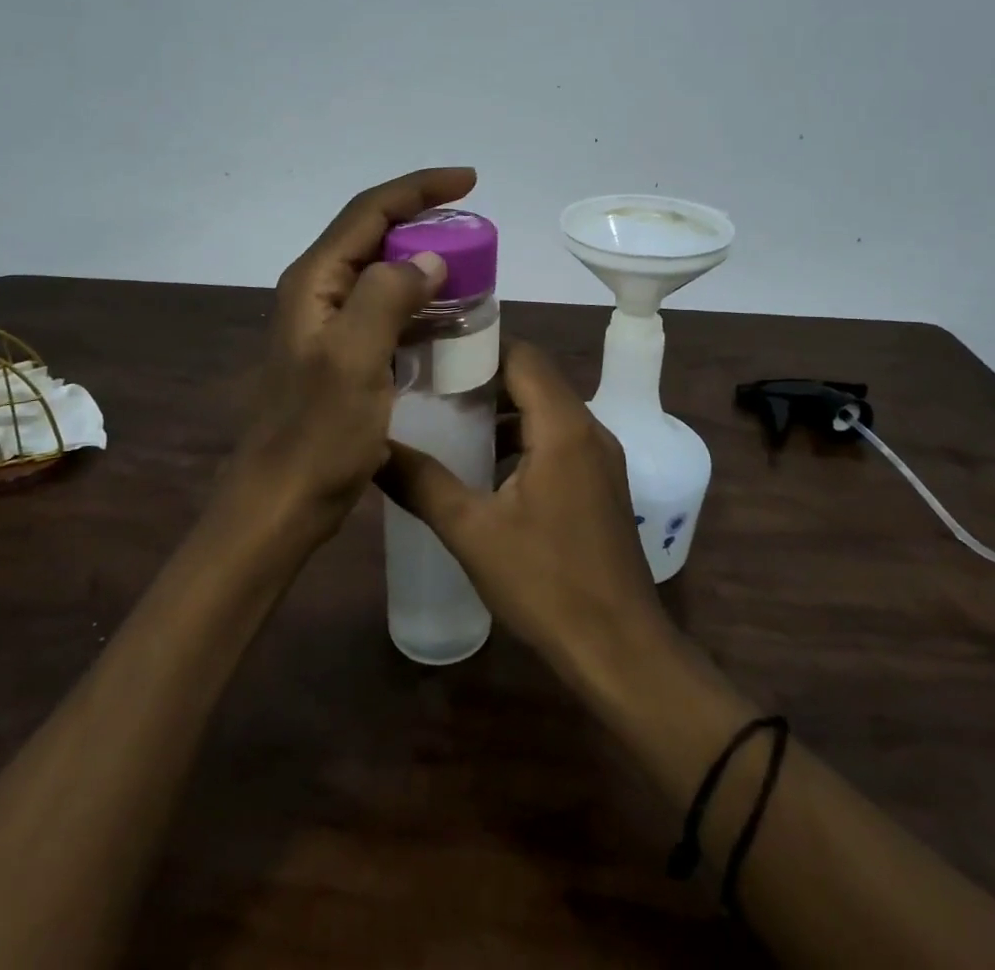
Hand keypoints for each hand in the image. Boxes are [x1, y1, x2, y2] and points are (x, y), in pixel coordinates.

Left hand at [226, 167, 475, 541]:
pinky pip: (387, 309)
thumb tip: (429, 259)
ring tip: (470, 264)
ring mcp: (329, 323)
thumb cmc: (318, 433)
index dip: (419, 188)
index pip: (370, 211)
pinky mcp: (343, 352)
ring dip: (424, 261)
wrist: (284, 499)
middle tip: (474, 228)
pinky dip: (419, 302)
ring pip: (383, 272)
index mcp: (315, 281)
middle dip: (424, 220)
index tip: (469, 181)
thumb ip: (387, 298)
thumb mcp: (354, 360)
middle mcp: (318, 291)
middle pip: (375, 234)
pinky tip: (447, 316)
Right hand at [379, 342, 671, 682]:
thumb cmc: (546, 584)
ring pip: (548, 410)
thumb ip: (422, 483)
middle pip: (535, 378)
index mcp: (563, 426)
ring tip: (451, 420)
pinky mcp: (602, 483)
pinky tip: (488, 467)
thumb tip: (374, 447)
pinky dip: (524, 437)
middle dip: (485, 376)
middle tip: (431, 383)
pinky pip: (559, 438)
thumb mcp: (473, 532)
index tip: (433, 351)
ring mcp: (601, 457)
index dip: (478, 346)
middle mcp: (590, 429)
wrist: (620, 649)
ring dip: (504, 409)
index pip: (522, 355)